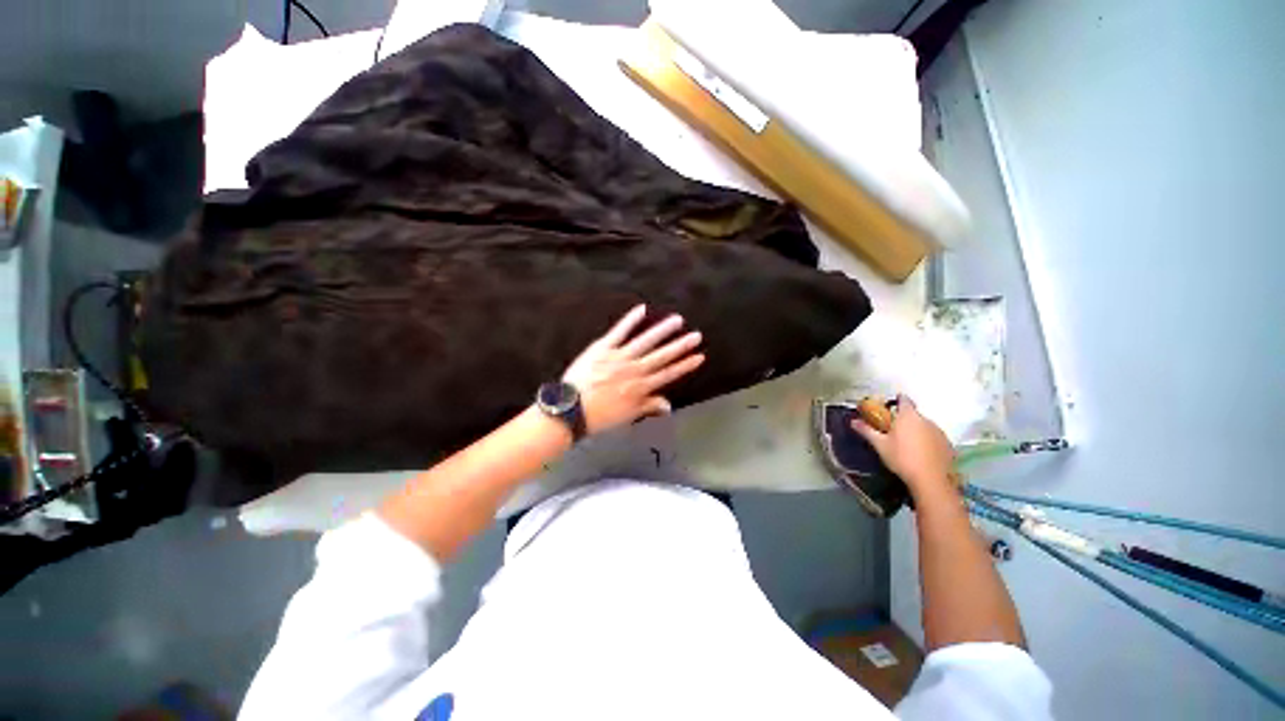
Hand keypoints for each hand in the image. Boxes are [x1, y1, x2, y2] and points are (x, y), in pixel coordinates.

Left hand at [562, 305, 704, 433]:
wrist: (571, 409)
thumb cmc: (599, 415)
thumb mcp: (627, 416)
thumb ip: (648, 407)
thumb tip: (669, 405)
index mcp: (641, 387)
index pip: (668, 374)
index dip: (685, 365)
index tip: (699, 357)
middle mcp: (635, 370)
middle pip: (662, 356)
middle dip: (681, 346)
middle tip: (696, 336)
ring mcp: (619, 357)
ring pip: (646, 341)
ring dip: (663, 330)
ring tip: (678, 320)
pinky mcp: (603, 348)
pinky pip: (620, 331)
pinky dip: (631, 320)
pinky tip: (642, 309)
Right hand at [851, 395, 954, 497]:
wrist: (931, 480)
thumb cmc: (902, 458)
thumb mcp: (880, 445)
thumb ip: (867, 430)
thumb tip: (853, 421)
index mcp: (908, 416)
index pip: (904, 400)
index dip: (897, 400)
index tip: (889, 407)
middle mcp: (926, 420)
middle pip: (914, 414)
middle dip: (904, 419)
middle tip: (893, 430)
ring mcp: (939, 432)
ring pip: (925, 426)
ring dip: (916, 430)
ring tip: (907, 444)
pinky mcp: (948, 445)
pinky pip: (934, 437)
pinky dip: (927, 441)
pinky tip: (921, 453)